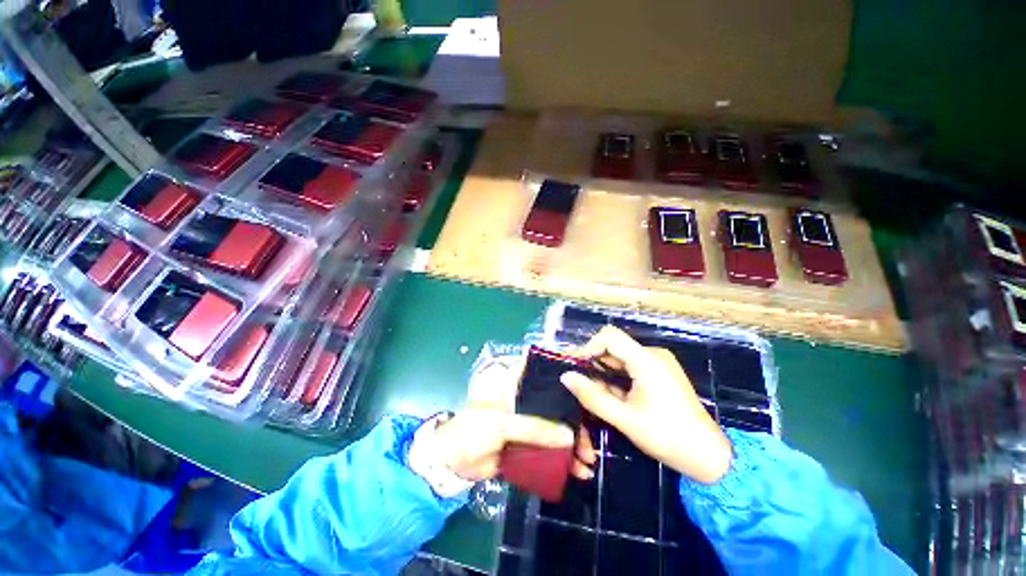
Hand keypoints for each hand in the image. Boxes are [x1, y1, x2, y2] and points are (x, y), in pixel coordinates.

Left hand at [432, 357, 596, 481]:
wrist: (452, 463)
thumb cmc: (472, 430)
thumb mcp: (500, 424)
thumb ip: (534, 428)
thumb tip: (570, 436)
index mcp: (514, 382)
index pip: (541, 369)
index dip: (561, 369)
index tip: (584, 376)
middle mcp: (524, 398)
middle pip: (555, 402)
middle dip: (574, 420)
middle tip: (589, 439)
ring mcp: (527, 420)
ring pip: (556, 426)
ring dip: (572, 443)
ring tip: (586, 463)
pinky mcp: (527, 442)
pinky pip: (550, 447)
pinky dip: (563, 458)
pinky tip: (577, 470)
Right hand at [561, 326, 732, 483]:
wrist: (709, 456)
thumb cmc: (666, 437)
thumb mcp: (624, 419)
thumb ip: (592, 396)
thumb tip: (566, 376)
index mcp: (646, 360)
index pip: (609, 336)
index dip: (589, 346)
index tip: (577, 367)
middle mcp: (653, 354)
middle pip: (614, 345)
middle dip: (594, 361)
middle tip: (580, 382)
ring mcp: (658, 362)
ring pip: (621, 357)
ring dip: (605, 371)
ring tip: (595, 392)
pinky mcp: (661, 372)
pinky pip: (631, 366)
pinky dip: (617, 377)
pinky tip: (613, 395)